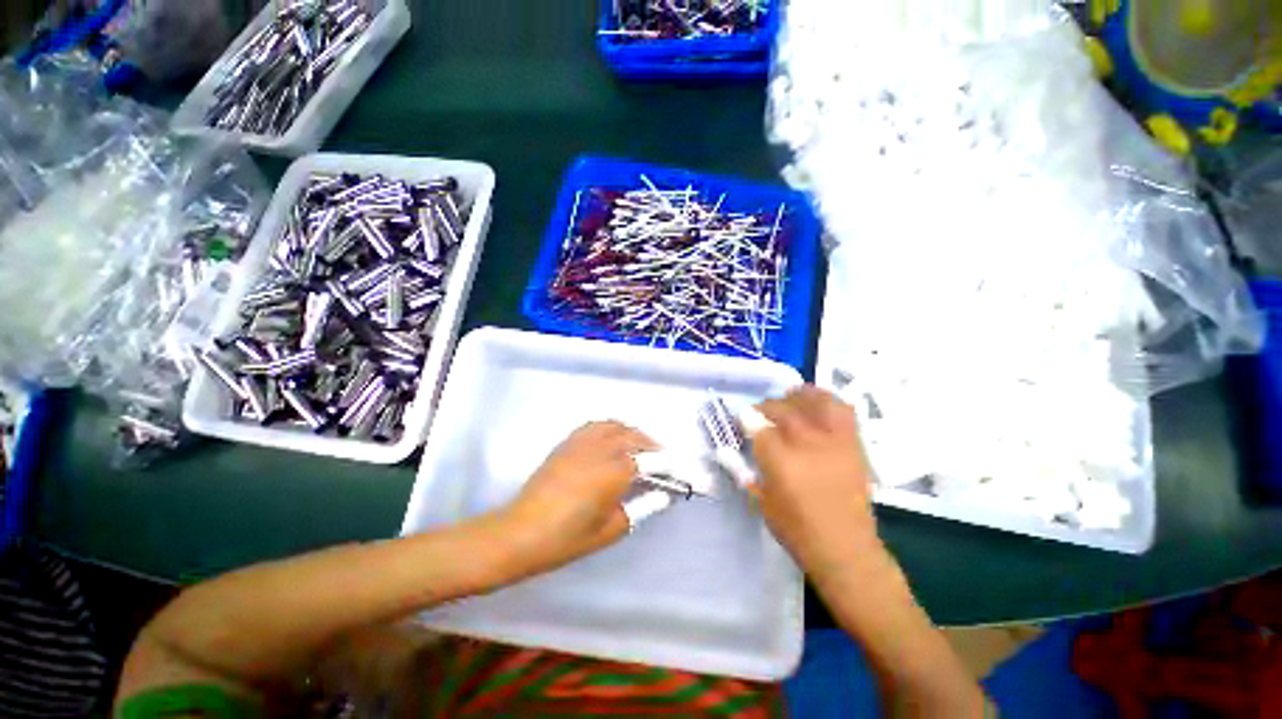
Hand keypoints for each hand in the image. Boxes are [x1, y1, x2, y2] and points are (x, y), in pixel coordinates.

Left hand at [498, 421, 656, 576]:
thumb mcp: (612, 529)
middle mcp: (602, 449)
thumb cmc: (567, 538)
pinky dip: (612, 428)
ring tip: (640, 448)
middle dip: (653, 447)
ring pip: (617, 426)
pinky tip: (613, 441)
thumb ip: (643, 507)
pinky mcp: (568, 442)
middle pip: (635, 437)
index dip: (670, 464)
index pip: (652, 461)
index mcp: (615, 471)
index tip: (681, 469)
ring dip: (633, 434)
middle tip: (662, 462)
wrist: (521, 532)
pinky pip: (596, 426)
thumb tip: (663, 495)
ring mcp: (583, 441)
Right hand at [751, 386, 882, 582]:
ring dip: (798, 396)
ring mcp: (833, 441)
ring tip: (790, 398)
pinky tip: (816, 406)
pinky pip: (842, 411)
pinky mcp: (852, 444)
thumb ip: (745, 471)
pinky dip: (827, 401)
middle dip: (766, 407)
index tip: (741, 418)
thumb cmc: (797, 530)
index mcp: (779, 459)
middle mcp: (806, 443)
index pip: (756, 424)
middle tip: (760, 414)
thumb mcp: (761, 500)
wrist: (846, 550)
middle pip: (782, 409)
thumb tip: (731, 451)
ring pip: (815, 401)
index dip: (745, 417)